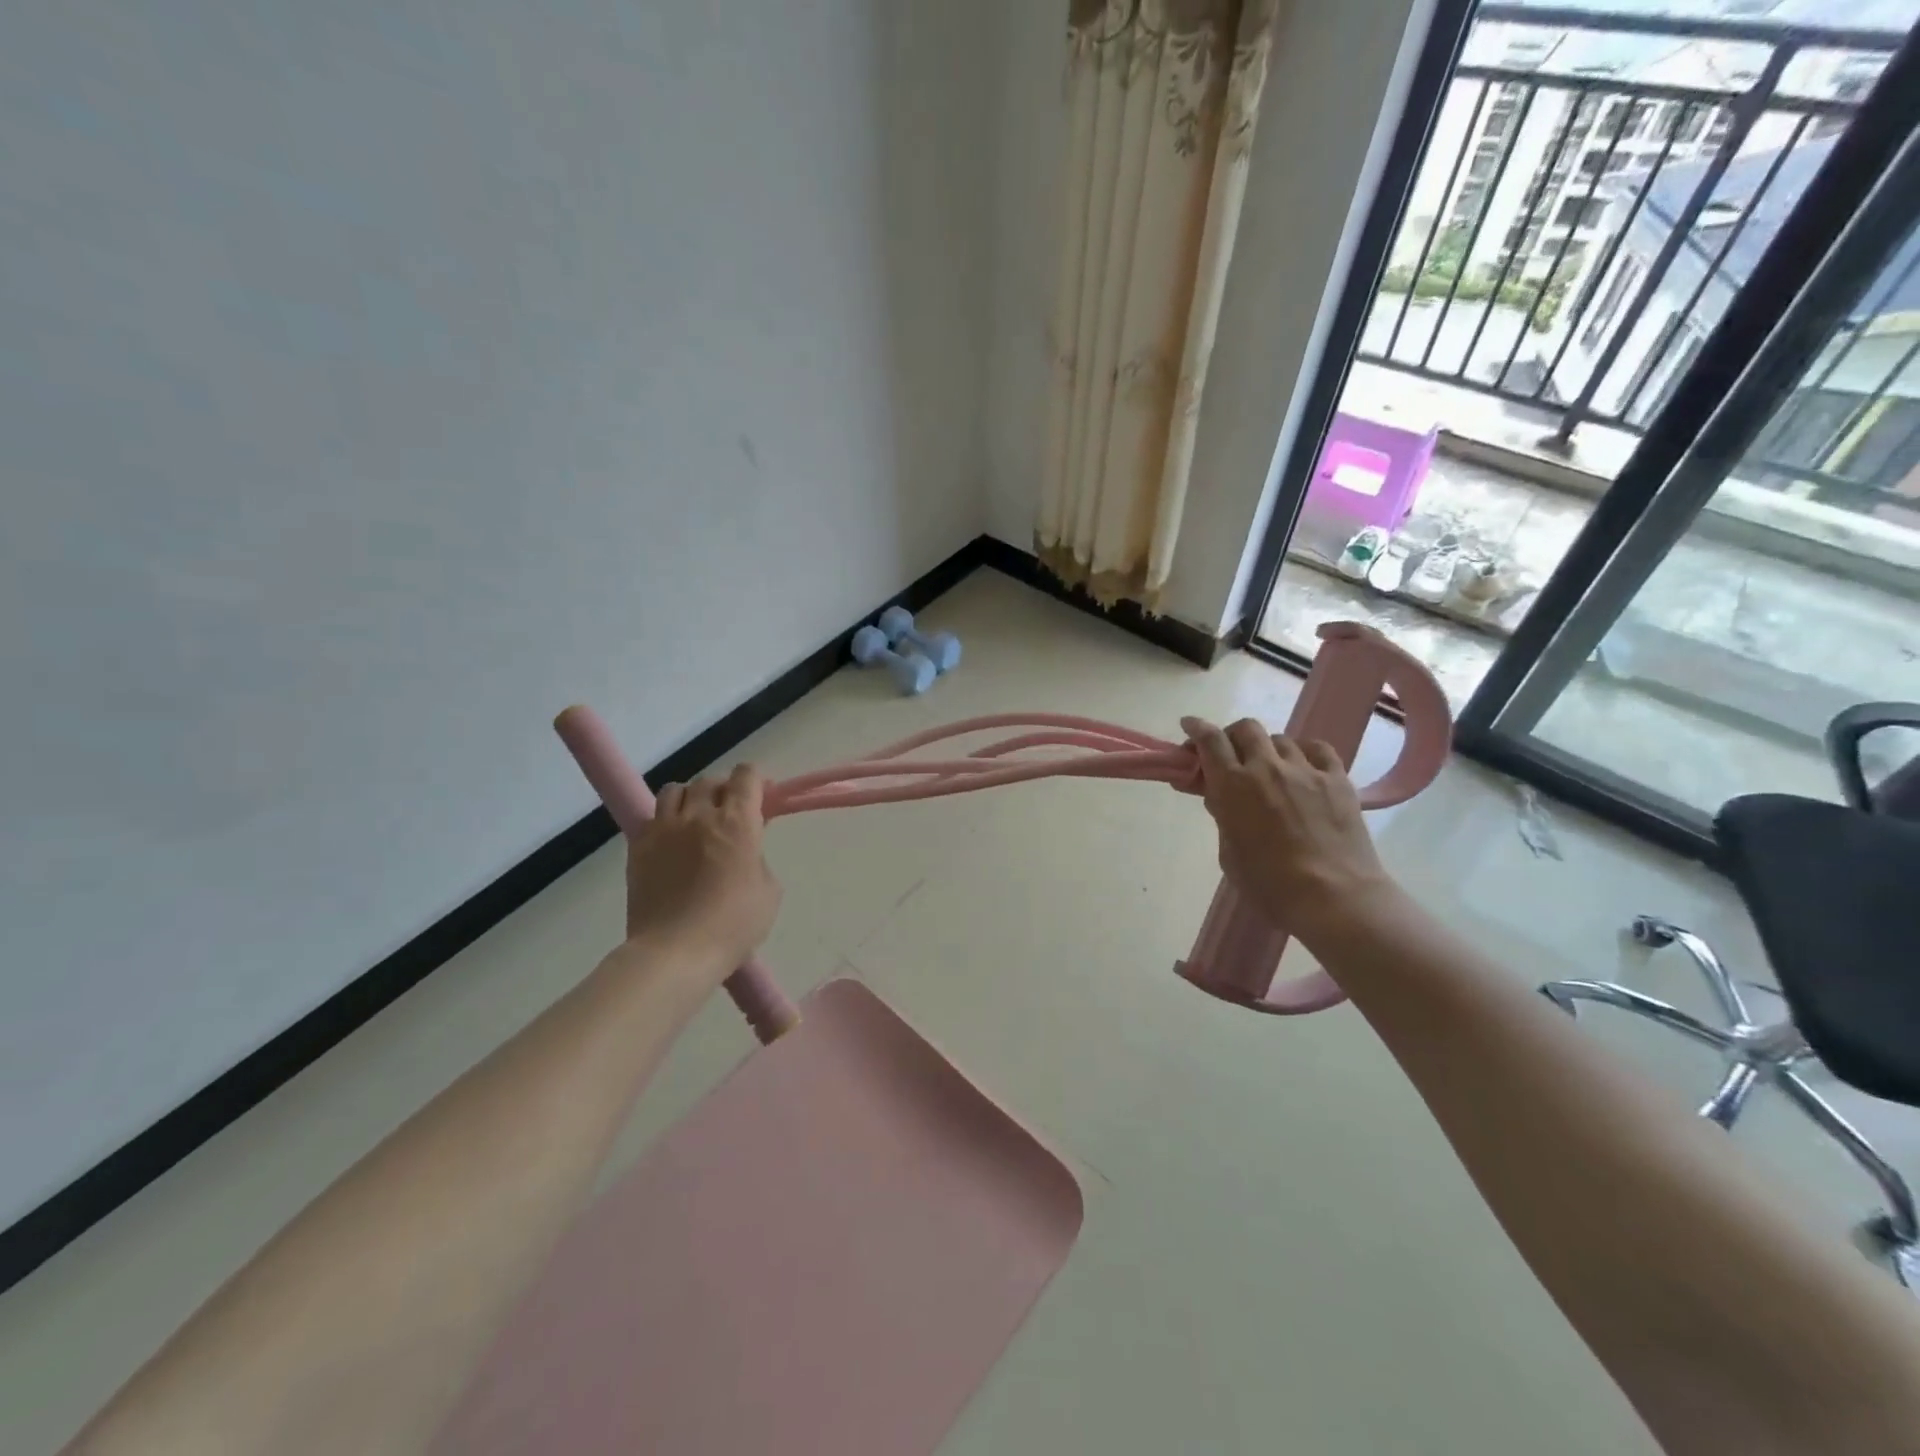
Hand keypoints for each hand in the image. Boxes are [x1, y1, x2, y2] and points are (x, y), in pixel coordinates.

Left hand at [625, 764, 782, 970]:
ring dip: (691, 798)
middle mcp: (699, 815)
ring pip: (676, 791)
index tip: (761, 797)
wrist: (675, 952)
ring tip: (695, 818)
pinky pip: (652, 817)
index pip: (746, 777)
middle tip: (730, 811)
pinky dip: (665, 821)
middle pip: (710, 781)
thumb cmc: (733, 925)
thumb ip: (758, 856)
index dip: (756, 781)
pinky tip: (672, 841)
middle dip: (724, 790)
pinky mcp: (638, 847)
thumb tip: (746, 846)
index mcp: (737, 823)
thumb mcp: (768, 890)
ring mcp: (664, 829)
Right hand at [1181, 716, 1393, 939]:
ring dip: (1268, 749)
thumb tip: (1222, 797)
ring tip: (1271, 769)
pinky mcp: (1337, 779)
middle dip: (1232, 736)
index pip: (1210, 740)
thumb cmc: (1270, 885)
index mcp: (1233, 785)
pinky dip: (1304, 752)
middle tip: (1230, 755)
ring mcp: (1305, 770)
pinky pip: (1317, 749)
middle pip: (1245, 729)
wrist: (1334, 897)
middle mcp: (1266, 767)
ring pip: (1280, 738)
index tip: (1189, 725)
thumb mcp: (1229, 852)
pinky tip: (1303, 767)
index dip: (1196, 728)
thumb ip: (1223, 816)